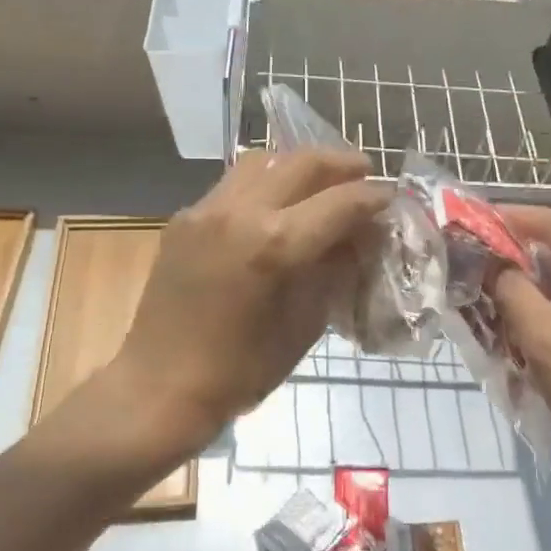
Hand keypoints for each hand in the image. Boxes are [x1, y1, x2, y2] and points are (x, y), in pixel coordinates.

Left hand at [111, 148, 387, 459]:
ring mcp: (206, 210)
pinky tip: (273, 210)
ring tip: (319, 184)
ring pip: (262, 162)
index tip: (391, 199)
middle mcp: (240, 212)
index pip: (341, 201)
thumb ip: (336, 270)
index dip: (374, 197)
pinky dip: (263, 186)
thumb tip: (360, 237)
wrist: (159, 388)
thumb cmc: (240, 372)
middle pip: (302, 163)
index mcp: (275, 244)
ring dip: (297, 167)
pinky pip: (232, 185)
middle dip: (341, 164)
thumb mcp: (305, 324)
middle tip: (363, 175)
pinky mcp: (183, 219)